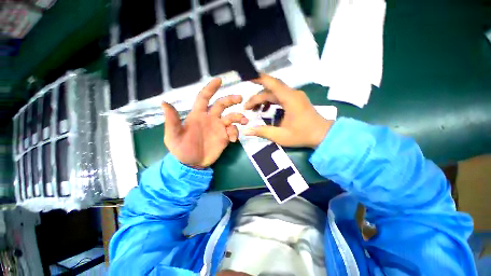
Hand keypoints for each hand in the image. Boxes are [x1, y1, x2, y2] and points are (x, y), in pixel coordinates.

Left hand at [162, 78, 247, 167]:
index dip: (210, 88)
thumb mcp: (173, 135)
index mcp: (197, 115)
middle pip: (221, 104)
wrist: (191, 165)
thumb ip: (171, 120)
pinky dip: (235, 132)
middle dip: (230, 99)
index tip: (219, 80)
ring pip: (230, 117)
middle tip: (239, 98)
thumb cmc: (180, 149)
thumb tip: (163, 102)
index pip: (204, 97)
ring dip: (238, 116)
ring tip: (243, 120)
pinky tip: (233, 140)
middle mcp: (209, 118)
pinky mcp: (224, 138)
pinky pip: (233, 131)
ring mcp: (217, 128)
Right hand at [243, 74, 333, 147]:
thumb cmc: (303, 135)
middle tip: (246, 108)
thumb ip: (263, 132)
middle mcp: (292, 93)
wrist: (323, 135)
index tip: (246, 78)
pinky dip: (272, 101)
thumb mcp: (282, 136)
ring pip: (275, 92)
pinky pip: (281, 96)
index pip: (271, 83)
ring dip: (264, 99)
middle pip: (271, 89)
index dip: (258, 78)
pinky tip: (266, 111)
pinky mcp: (297, 99)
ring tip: (254, 111)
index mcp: (289, 98)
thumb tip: (246, 131)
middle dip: (257, 97)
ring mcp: (296, 95)